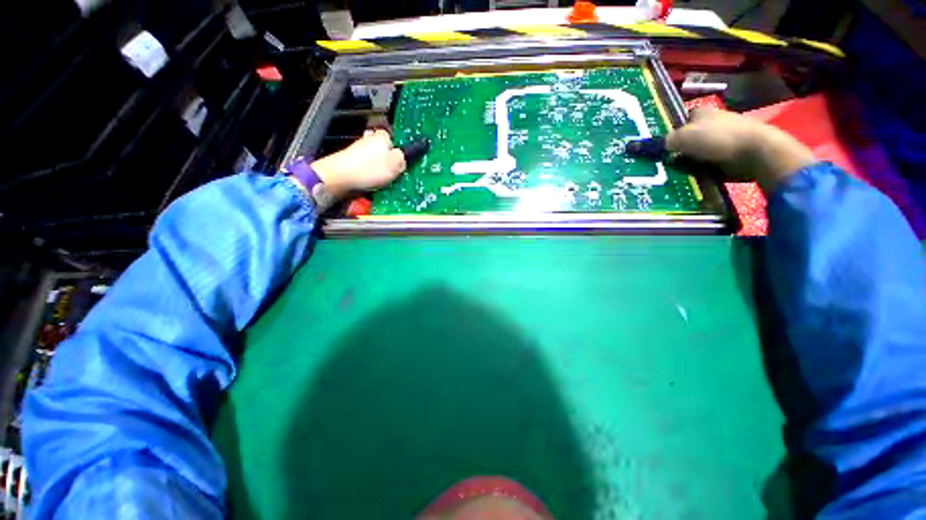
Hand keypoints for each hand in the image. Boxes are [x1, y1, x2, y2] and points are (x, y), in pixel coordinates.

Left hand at [309, 129, 406, 198]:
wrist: (340, 177)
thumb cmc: (368, 169)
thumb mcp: (395, 164)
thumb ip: (402, 159)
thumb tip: (403, 158)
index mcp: (382, 136)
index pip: (395, 141)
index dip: (399, 153)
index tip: (402, 164)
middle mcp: (369, 140)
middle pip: (385, 153)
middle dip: (389, 164)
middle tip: (393, 175)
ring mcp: (359, 151)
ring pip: (375, 162)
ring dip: (379, 172)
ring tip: (381, 182)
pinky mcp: (351, 163)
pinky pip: (366, 170)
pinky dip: (370, 177)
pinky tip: (371, 184)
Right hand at [666, 109, 815, 191]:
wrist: (754, 152)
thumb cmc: (717, 138)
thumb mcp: (683, 137)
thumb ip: (665, 141)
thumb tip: (654, 145)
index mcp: (702, 112)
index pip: (680, 120)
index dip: (670, 132)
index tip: (661, 147)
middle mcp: (712, 122)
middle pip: (688, 137)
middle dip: (678, 149)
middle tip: (665, 163)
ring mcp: (723, 138)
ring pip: (697, 151)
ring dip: (689, 161)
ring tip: (677, 173)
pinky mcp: (730, 154)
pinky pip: (708, 162)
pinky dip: (701, 169)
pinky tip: (693, 176)